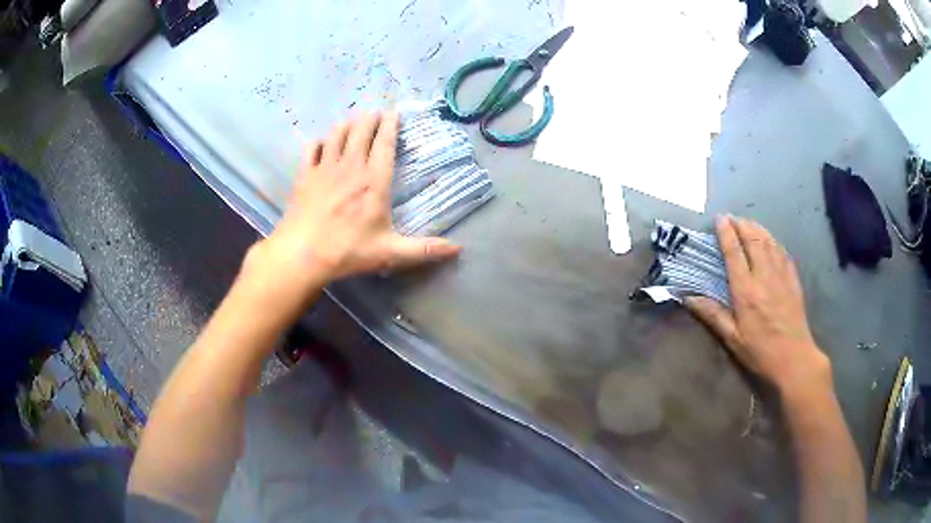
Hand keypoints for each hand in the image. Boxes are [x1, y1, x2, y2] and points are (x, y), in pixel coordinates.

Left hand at [244, 112, 461, 300]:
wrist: (303, 254)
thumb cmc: (348, 251)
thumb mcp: (390, 252)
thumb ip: (424, 249)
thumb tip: (458, 248)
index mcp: (374, 180)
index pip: (384, 143)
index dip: (390, 124)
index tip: (394, 112)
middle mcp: (351, 166)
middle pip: (361, 131)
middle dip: (370, 118)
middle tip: (376, 111)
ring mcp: (324, 168)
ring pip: (337, 134)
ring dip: (347, 123)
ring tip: (353, 119)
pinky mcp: (304, 175)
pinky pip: (311, 148)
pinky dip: (319, 141)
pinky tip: (323, 141)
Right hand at [684, 216, 830, 395]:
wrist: (794, 359)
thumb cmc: (760, 352)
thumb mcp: (732, 339)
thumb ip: (712, 315)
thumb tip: (688, 298)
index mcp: (746, 291)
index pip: (734, 253)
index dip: (726, 233)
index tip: (719, 219)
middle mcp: (764, 276)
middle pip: (753, 239)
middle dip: (742, 224)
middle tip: (732, 218)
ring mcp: (781, 275)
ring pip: (769, 241)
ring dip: (757, 228)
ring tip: (748, 223)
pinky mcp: (793, 279)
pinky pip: (782, 251)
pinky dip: (773, 240)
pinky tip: (769, 240)